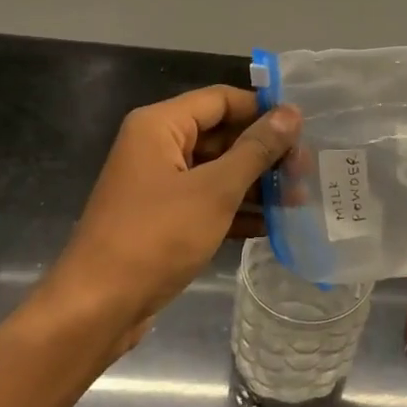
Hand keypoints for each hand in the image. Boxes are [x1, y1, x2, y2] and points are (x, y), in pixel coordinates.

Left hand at [36, 86, 298, 359]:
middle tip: (307, 170)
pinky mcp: (164, 219)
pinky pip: (208, 202)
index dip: (262, 109)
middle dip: (264, 152)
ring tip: (300, 199)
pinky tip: (274, 225)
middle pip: (221, 135)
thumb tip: (291, 113)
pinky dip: (237, 210)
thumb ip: (256, 150)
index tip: (305, 127)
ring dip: (256, 184)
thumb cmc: (156, 237)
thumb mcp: (215, 190)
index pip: (221, 100)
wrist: (99, 307)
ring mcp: (160, 185)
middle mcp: (157, 147)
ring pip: (218, 171)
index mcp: (160, 126)